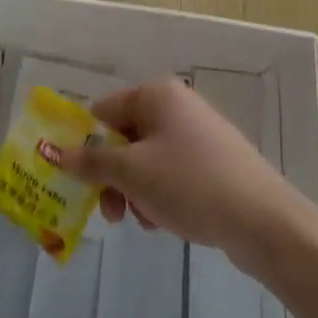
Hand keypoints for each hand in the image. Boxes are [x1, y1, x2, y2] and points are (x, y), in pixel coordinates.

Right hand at [58, 78, 303, 252]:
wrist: (265, 222)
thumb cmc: (190, 185)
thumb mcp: (131, 173)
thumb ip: (90, 162)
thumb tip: (53, 152)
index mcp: (156, 95)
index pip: (102, 112)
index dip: (85, 145)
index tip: (78, 181)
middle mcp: (177, 106)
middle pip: (124, 137)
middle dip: (111, 176)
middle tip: (109, 211)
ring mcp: (199, 134)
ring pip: (146, 159)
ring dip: (134, 190)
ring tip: (142, 220)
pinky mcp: (215, 163)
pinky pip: (171, 173)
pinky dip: (159, 195)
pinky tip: (164, 222)